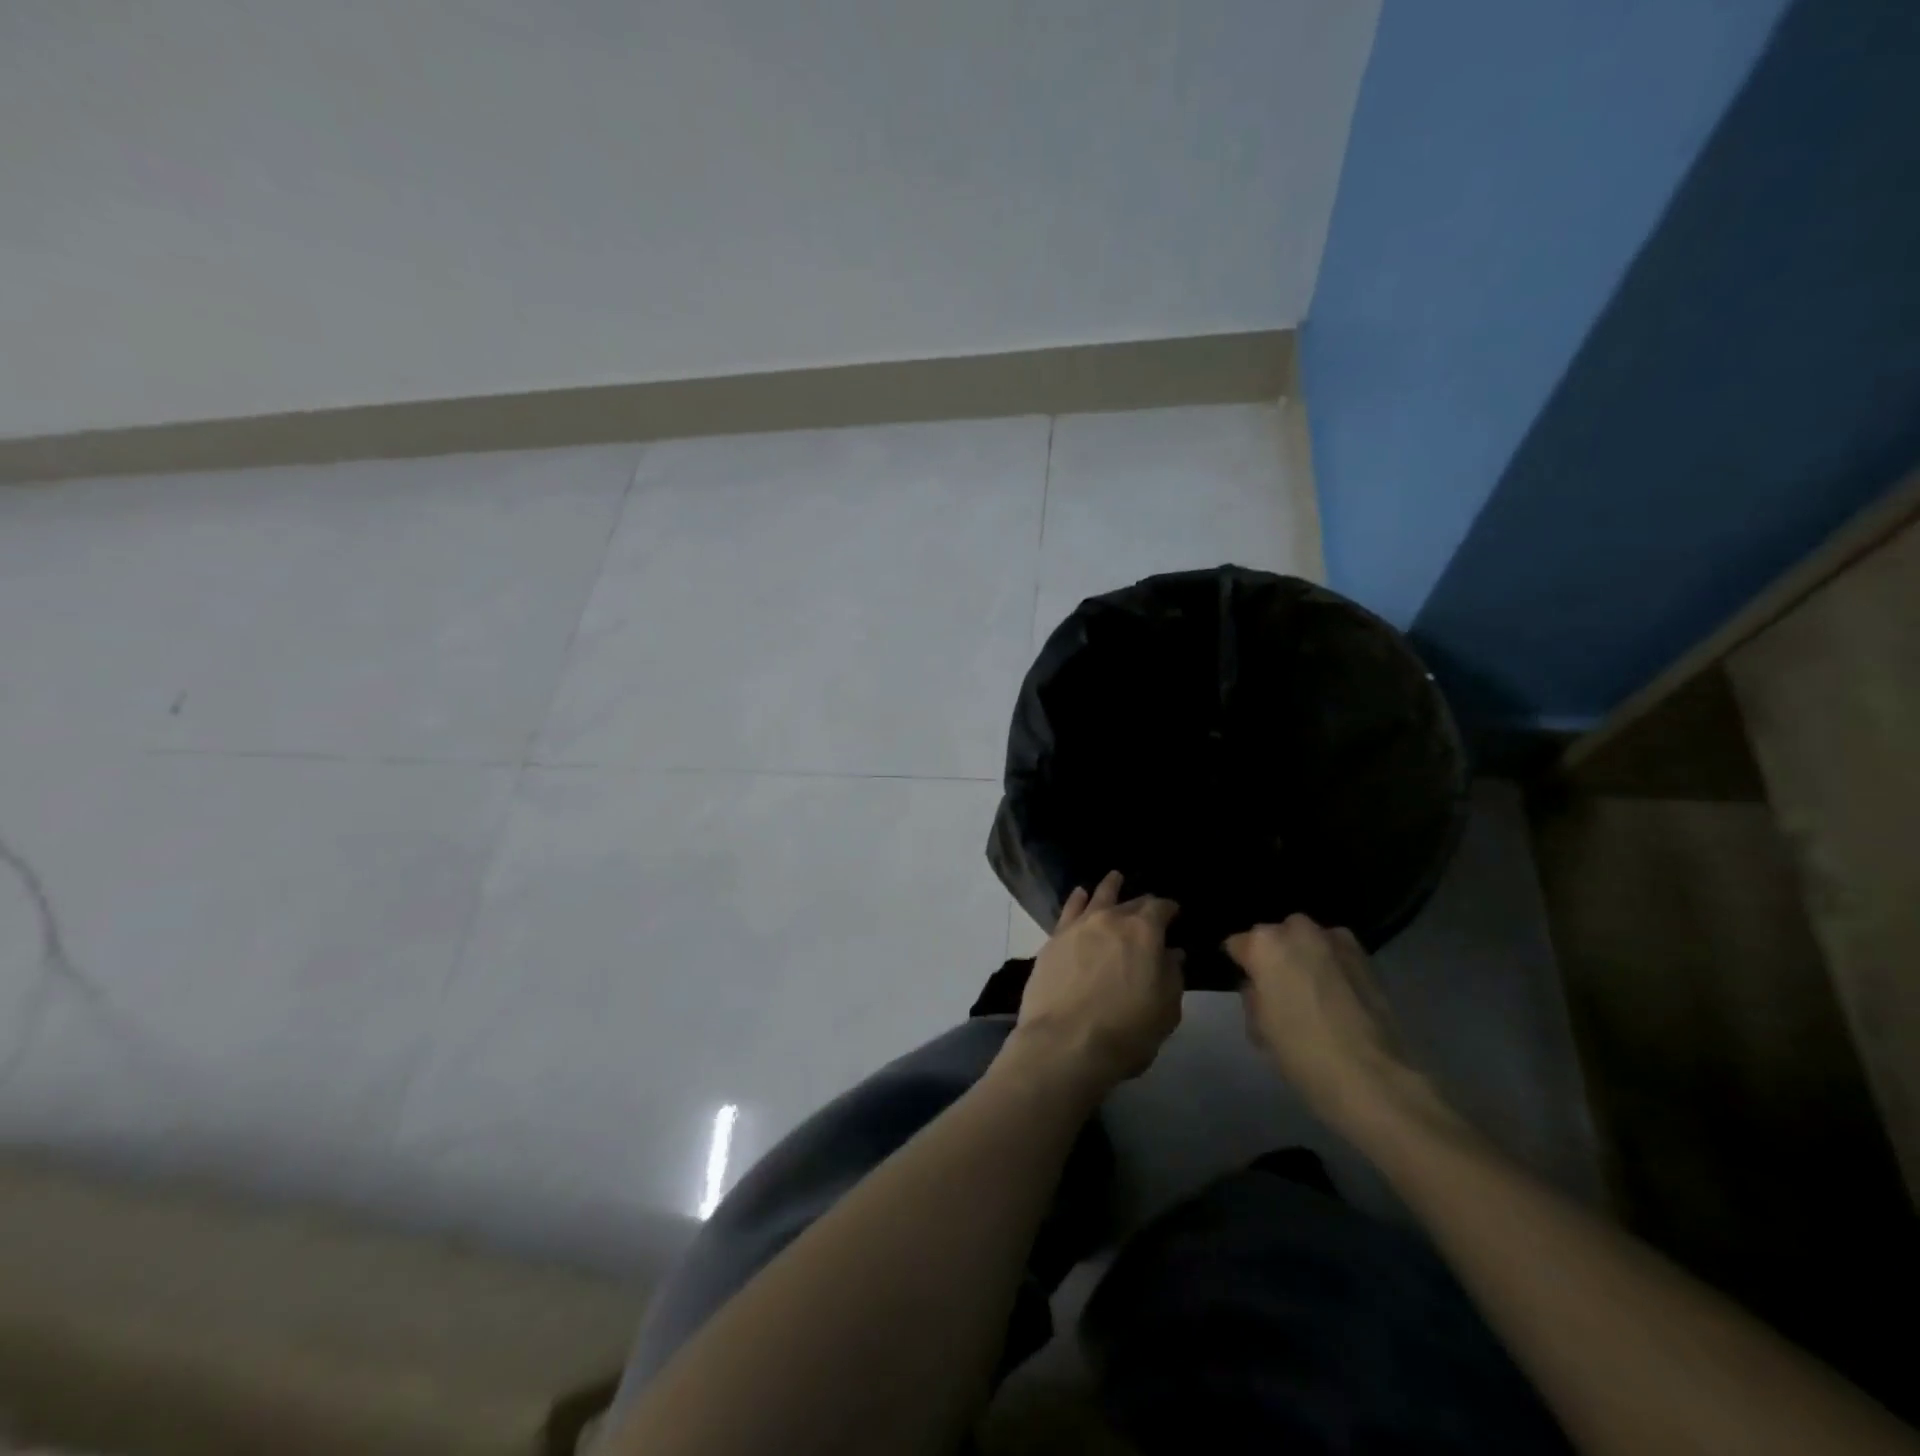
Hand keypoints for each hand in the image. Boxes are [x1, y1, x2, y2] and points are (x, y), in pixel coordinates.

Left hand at [1004, 871, 1182, 1094]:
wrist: (1065, 1043)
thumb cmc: (1126, 1032)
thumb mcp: (1165, 1010)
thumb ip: (1171, 976)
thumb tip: (1172, 954)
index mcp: (1144, 932)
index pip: (1160, 908)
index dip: (1169, 909)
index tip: (1174, 913)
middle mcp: (1111, 919)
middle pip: (1130, 903)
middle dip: (1141, 903)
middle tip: (1147, 905)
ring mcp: (1078, 926)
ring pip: (1097, 898)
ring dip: (1109, 888)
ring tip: (1114, 878)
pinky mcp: (1053, 940)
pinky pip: (1069, 910)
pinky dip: (1077, 900)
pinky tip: (1080, 894)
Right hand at [1226, 914, 1428, 1132]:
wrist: (1372, 1077)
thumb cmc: (1301, 1052)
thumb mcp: (1258, 1028)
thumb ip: (1253, 995)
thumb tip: (1260, 987)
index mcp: (1264, 945)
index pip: (1238, 944)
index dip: (1242, 966)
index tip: (1249, 986)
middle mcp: (1298, 931)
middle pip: (1276, 935)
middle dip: (1275, 955)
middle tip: (1280, 989)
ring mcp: (1336, 941)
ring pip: (1309, 940)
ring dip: (1305, 957)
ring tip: (1312, 991)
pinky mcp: (1366, 958)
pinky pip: (1337, 954)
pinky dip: (1332, 966)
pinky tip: (1337, 996)